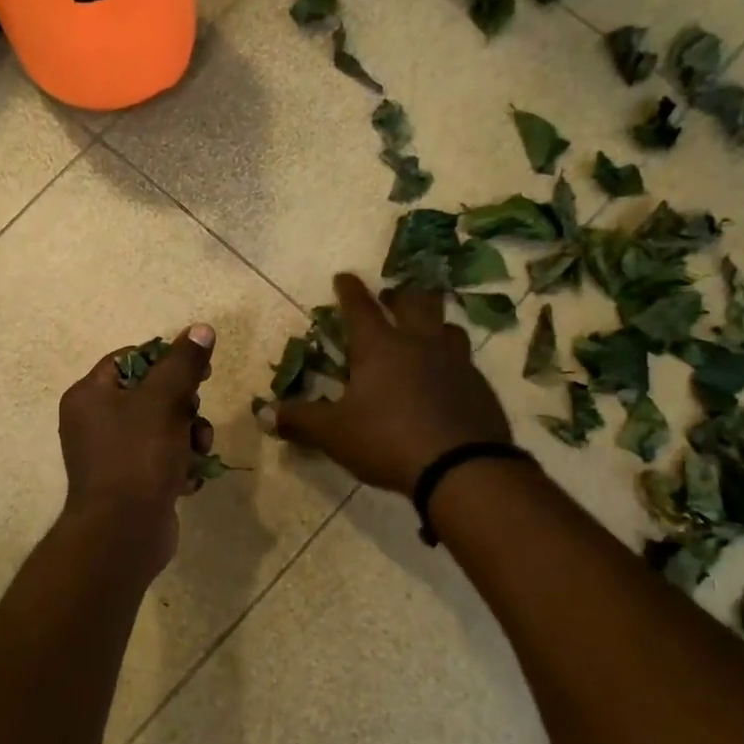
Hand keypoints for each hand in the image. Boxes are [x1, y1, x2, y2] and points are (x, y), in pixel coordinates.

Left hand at [58, 325, 215, 574]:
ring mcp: (111, 456)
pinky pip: (162, 461)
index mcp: (90, 395)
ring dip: (189, 437)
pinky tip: (187, 480)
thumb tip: (201, 328)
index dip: (167, 360)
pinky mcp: (130, 484)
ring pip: (163, 429)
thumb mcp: (164, 400)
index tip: (199, 371)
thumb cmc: (138, 456)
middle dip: (184, 407)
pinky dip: (179, 466)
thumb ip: (184, 363)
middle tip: (195, 417)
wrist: (123, 532)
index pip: (131, 359)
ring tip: (197, 452)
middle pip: (151, 395)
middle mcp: (94, 423)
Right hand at [262, 275, 509, 493]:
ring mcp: (456, 363)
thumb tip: (263, 414)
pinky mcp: (479, 387)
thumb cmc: (387, 440)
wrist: (461, 468)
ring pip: (448, 328)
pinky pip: (465, 363)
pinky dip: (452, 362)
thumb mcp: (334, 434)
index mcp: (380, 347)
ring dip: (434, 324)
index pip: (360, 307)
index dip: (349, 290)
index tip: (344, 276)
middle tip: (392, 296)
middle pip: (415, 302)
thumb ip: (300, 420)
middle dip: (401, 294)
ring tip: (426, 333)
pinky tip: (448, 380)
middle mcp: (420, 344)